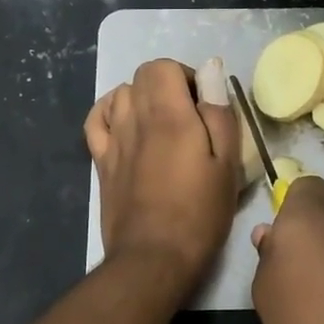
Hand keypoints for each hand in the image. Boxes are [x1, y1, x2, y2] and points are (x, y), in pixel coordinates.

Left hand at [86, 59, 240, 286]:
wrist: (153, 256)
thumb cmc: (199, 212)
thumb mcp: (227, 163)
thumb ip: (219, 113)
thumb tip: (211, 72)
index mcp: (169, 115)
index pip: (163, 66)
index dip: (185, 77)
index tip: (202, 104)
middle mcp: (135, 118)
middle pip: (141, 76)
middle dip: (166, 85)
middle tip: (187, 116)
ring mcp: (112, 139)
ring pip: (120, 94)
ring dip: (142, 98)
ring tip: (160, 124)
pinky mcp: (100, 161)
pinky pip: (97, 120)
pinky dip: (110, 112)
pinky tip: (126, 126)